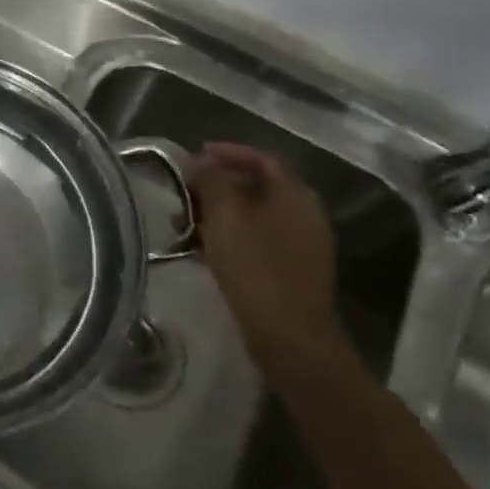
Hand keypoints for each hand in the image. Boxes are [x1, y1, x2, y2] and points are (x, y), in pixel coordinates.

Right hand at [188, 143, 345, 374]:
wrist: (289, 336)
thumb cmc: (255, 267)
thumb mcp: (225, 215)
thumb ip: (211, 180)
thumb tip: (197, 161)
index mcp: (295, 197)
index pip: (264, 159)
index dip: (229, 152)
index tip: (195, 155)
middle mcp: (304, 216)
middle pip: (258, 187)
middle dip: (218, 184)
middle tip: (185, 190)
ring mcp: (301, 247)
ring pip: (254, 216)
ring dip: (219, 212)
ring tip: (185, 222)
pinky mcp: (291, 272)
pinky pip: (256, 240)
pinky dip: (229, 236)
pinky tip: (203, 249)